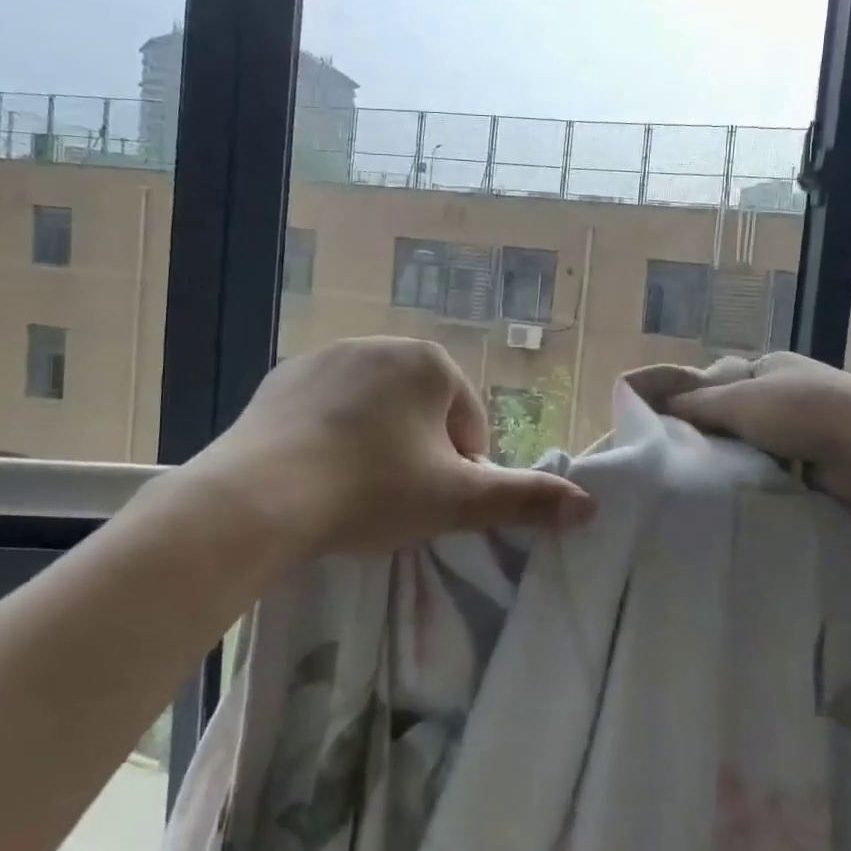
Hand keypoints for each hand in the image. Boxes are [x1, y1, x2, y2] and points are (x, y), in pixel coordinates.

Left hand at [168, 337, 595, 562]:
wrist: (259, 496)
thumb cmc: (373, 489)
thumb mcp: (457, 500)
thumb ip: (526, 499)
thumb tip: (591, 506)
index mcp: (429, 362)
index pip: (467, 422)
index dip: (460, 470)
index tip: (434, 505)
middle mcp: (379, 343)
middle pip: (421, 413)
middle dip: (419, 455)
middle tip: (395, 504)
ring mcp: (325, 357)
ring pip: (373, 410)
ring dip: (377, 446)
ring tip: (354, 494)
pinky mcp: (282, 378)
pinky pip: (326, 411)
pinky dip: (332, 439)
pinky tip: (316, 477)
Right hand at [638, 351, 850, 516]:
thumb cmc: (802, 412)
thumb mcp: (739, 400)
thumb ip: (694, 402)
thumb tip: (652, 401)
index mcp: (775, 364)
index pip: (722, 378)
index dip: (697, 398)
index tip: (675, 424)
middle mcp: (794, 388)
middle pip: (741, 408)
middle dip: (718, 429)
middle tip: (686, 453)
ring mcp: (813, 422)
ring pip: (760, 439)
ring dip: (740, 454)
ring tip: (709, 475)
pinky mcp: (826, 456)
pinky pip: (781, 463)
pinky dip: (764, 473)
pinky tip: (745, 487)